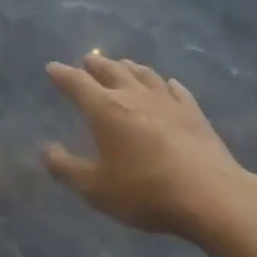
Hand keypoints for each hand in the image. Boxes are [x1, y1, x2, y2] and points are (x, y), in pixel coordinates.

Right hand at [44, 54, 251, 239]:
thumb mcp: (95, 188)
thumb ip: (66, 168)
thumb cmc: (145, 191)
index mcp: (105, 109)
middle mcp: (133, 95)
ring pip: (143, 74)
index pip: (77, 83)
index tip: (52, 68)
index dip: (62, 75)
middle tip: (87, 61)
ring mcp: (167, 101)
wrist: (210, 195)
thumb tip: (46, 149)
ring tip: (122, 64)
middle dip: (96, 64)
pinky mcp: (193, 112)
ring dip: (129, 67)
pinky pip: (176, 90)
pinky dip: (166, 84)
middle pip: (111, 70)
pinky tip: (168, 84)